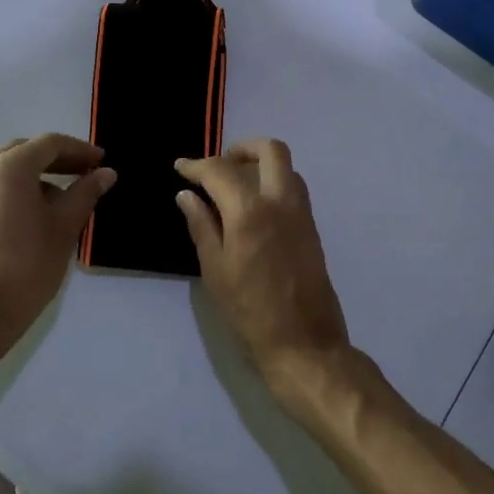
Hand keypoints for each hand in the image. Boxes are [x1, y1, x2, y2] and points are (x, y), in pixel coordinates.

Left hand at [0, 134, 114, 372]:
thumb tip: (106, 173)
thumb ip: (86, 193)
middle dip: (59, 158)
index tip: (102, 162)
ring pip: (10, 167)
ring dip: (39, 173)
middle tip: (87, 173)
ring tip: (68, 194)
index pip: (50, 144)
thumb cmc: (27, 266)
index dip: (80, 150)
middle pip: (27, 150)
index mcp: (9, 167)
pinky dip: (21, 187)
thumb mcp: (64, 227)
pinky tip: (40, 211)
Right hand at [175, 140, 351, 406]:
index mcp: (250, 211)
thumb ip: (201, 226)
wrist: (304, 344)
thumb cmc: (250, 312)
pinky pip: (294, 188)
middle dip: (241, 149)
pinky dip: (273, 183)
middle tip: (219, 166)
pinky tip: (253, 209)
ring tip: (234, 187)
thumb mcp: (215, 270)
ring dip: (261, 165)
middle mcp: (281, 201)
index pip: (220, 170)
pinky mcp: (312, 228)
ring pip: (286, 167)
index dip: (196, 165)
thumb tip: (187, 195)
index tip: (180, 167)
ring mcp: (302, 213)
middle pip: (270, 150)